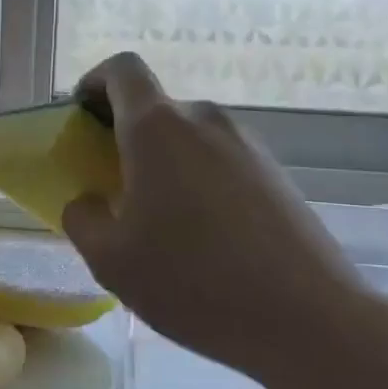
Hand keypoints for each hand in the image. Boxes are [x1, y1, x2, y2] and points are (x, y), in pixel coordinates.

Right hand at [60, 53, 381, 388]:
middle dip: (125, 136)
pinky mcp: (276, 175)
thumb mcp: (111, 260)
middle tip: (110, 186)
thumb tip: (88, 201)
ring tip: (158, 221)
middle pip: (156, 108)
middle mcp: (205, 121)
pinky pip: (221, 161)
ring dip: (163, 163)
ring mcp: (248, 146)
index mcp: (157, 129)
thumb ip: (82, 218)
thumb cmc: (192, 281)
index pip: (122, 70)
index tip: (81, 119)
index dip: (94, 83)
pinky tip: (202, 237)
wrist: (306, 318)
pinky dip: (198, 181)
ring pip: (189, 138)